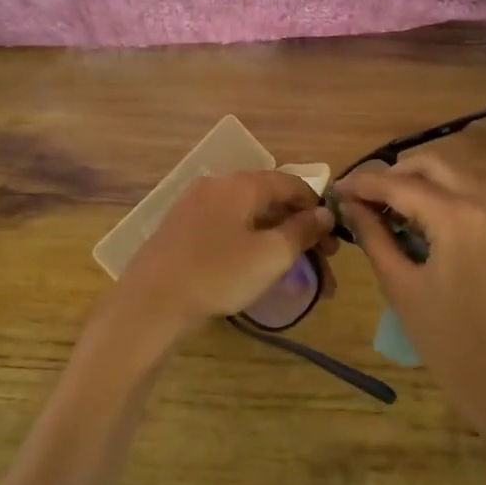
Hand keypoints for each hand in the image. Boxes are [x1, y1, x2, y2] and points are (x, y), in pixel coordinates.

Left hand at [112, 171, 335, 336]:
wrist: (151, 301)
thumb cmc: (218, 274)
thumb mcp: (271, 255)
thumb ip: (302, 230)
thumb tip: (324, 214)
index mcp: (241, 184)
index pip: (291, 183)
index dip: (317, 207)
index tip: (334, 239)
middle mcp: (217, 185)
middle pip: (270, 201)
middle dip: (300, 230)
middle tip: (322, 263)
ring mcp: (195, 206)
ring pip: (249, 218)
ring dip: (277, 241)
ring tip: (295, 273)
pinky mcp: (182, 229)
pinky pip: (228, 229)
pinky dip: (251, 244)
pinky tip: (258, 269)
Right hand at [335, 154, 485, 445]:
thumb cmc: (450, 343)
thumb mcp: (402, 287)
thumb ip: (374, 236)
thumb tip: (348, 204)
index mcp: (458, 217)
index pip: (401, 184)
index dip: (363, 183)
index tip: (333, 190)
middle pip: (431, 165)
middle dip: (392, 174)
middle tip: (358, 197)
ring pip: (452, 177)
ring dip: (415, 183)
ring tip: (380, 209)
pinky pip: (468, 196)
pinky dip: (438, 198)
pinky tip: (412, 220)